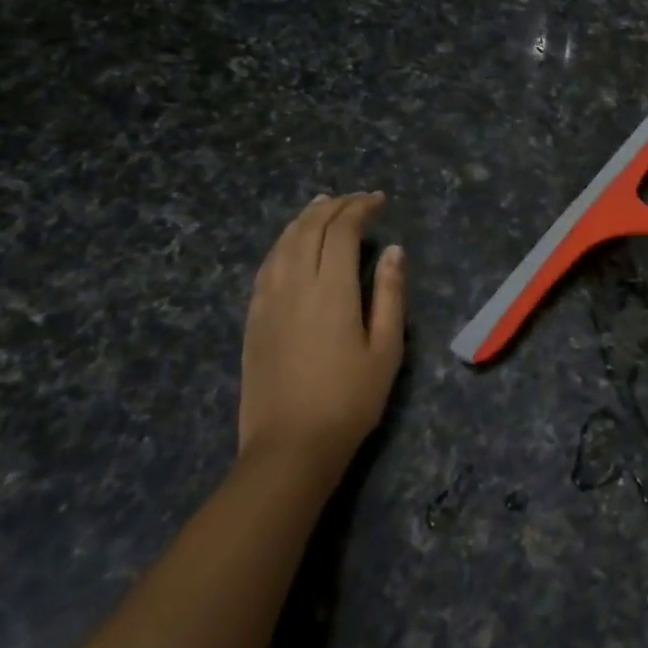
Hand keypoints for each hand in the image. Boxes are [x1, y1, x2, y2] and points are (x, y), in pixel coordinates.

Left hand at [239, 192, 404, 473]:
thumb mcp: (386, 349)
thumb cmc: (350, 400)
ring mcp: (268, 301)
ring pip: (283, 243)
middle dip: (334, 207)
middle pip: (309, 229)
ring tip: (322, 206)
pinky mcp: (253, 319)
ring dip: (304, 219)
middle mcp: (295, 285)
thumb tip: (394, 251)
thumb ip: (390, 295)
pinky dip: (282, 243)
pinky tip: (290, 244)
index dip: (360, 209)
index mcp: (332, 290)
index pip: (342, 231)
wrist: (290, 446)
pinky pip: (266, 266)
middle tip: (356, 200)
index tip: (379, 201)